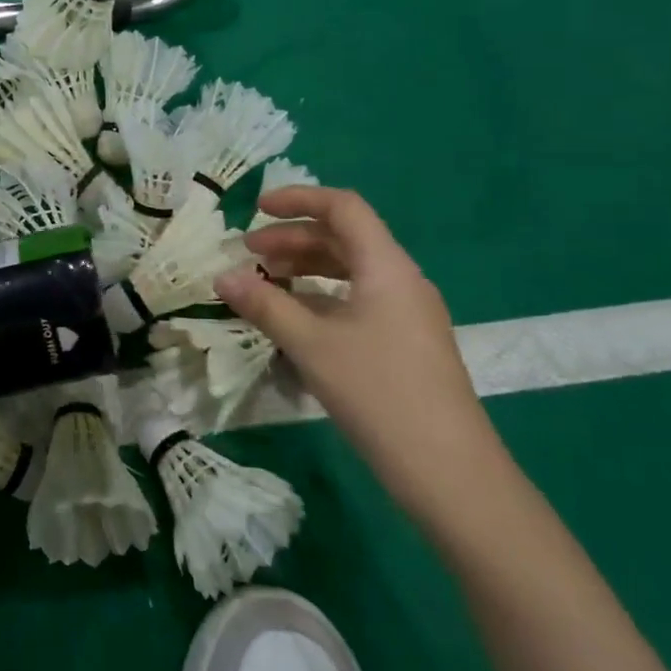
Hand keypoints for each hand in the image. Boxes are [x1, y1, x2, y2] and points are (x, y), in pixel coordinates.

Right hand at [214, 187, 506, 534]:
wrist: (449, 470)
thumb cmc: (377, 392)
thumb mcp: (311, 344)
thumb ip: (265, 305)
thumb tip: (222, 276)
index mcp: (386, 267)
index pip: (343, 208)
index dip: (299, 200)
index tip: (256, 209)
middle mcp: (401, 281)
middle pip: (344, 239)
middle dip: (293, 240)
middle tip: (248, 254)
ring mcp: (407, 314)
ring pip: (350, 272)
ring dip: (306, 270)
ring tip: (265, 284)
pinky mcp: (405, 343)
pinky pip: (358, 301)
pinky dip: (322, 298)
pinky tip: (295, 321)